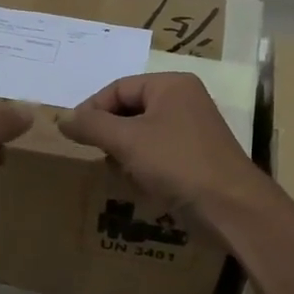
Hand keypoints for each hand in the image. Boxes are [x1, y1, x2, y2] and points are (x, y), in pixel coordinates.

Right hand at [58, 73, 265, 214]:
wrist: (230, 208)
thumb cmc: (177, 163)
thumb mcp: (127, 140)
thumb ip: (92, 125)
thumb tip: (62, 118)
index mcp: (171, 85)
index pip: (118, 87)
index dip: (92, 109)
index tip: (73, 135)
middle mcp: (183, 101)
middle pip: (130, 110)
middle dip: (110, 134)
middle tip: (97, 155)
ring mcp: (191, 130)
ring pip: (141, 134)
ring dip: (124, 153)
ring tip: (119, 172)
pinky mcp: (194, 158)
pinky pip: (157, 154)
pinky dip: (142, 166)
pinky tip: (139, 185)